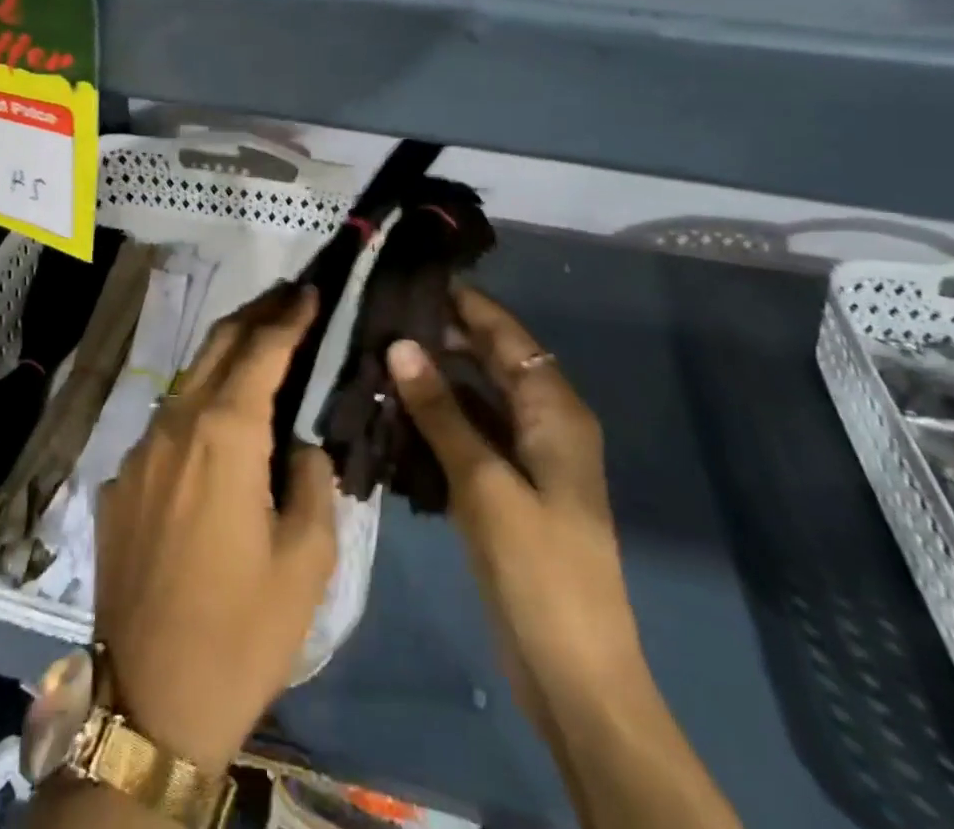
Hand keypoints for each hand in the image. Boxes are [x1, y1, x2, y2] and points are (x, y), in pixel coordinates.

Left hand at [95, 285, 337, 775]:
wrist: (150, 701)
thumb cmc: (243, 629)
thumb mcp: (307, 558)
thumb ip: (313, 480)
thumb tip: (300, 445)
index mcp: (225, 433)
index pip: (262, 350)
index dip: (289, 315)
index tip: (309, 289)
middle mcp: (175, 424)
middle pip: (217, 344)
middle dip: (255, 313)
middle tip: (287, 296)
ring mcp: (139, 451)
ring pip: (189, 380)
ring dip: (225, 355)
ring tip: (260, 347)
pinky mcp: (119, 482)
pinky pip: (166, 426)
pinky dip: (198, 406)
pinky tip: (217, 427)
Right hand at [387, 288, 643, 723]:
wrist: (575, 676)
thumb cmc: (538, 569)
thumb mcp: (484, 483)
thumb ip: (441, 411)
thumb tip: (401, 344)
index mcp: (554, 410)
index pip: (506, 335)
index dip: (465, 304)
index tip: (415, 278)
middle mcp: (545, 422)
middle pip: (492, 361)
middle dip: (443, 338)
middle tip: (381, 317)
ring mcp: (528, 458)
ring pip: (477, 398)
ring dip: (436, 380)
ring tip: (378, 356)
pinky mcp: (510, 488)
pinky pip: (471, 435)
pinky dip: (439, 420)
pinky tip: (396, 413)